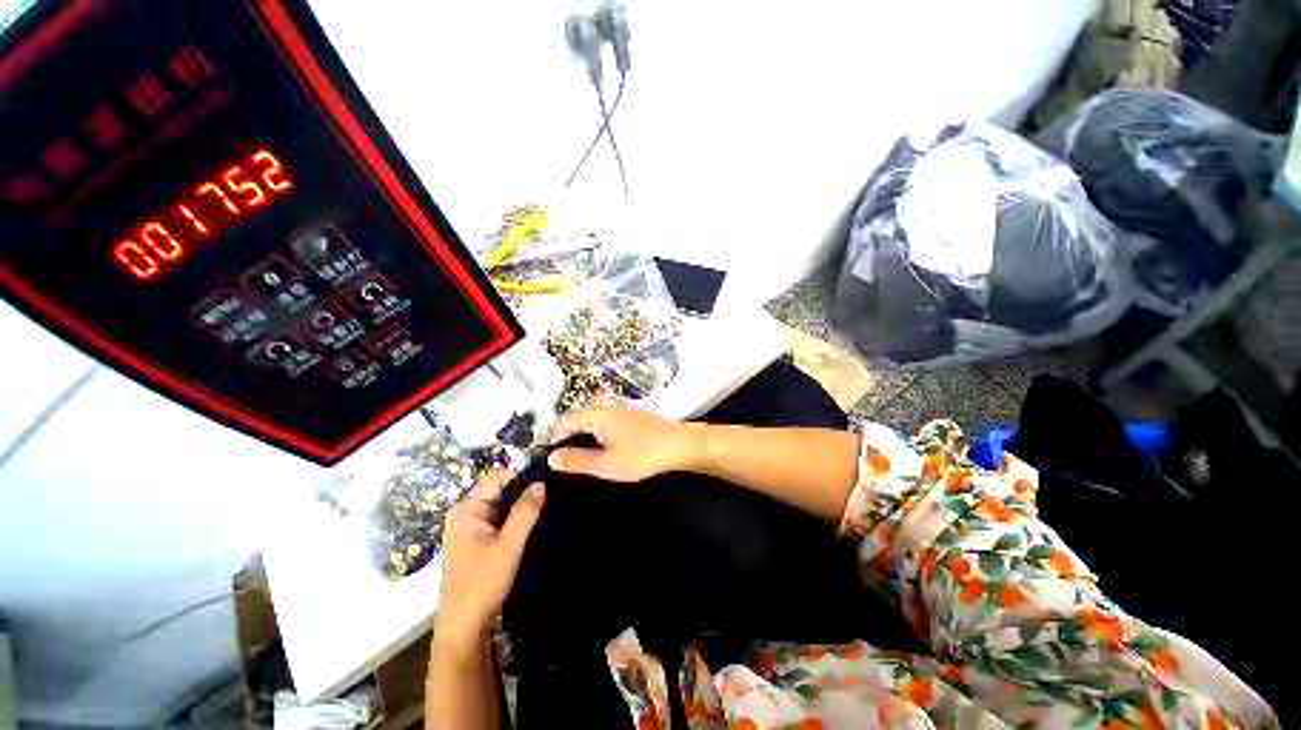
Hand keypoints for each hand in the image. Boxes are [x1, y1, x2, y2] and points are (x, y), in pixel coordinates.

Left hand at [436, 470, 543, 652]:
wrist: (464, 628)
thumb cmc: (482, 584)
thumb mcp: (508, 546)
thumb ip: (525, 512)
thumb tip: (541, 482)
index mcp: (466, 509)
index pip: (497, 477)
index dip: (521, 476)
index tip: (547, 480)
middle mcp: (466, 513)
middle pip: (500, 490)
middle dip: (523, 491)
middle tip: (552, 494)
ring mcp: (471, 528)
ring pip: (502, 505)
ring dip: (521, 507)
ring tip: (547, 506)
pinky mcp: (478, 541)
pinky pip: (500, 520)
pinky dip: (515, 520)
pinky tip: (534, 523)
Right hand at [547, 400, 702, 481]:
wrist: (679, 444)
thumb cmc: (643, 454)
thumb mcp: (606, 464)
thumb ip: (576, 460)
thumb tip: (553, 457)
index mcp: (596, 413)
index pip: (564, 420)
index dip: (554, 438)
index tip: (554, 458)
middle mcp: (606, 405)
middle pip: (577, 417)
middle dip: (569, 437)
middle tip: (569, 460)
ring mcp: (621, 407)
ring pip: (592, 419)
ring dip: (585, 435)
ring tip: (587, 457)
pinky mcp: (631, 414)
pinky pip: (606, 420)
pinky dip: (599, 433)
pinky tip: (607, 449)